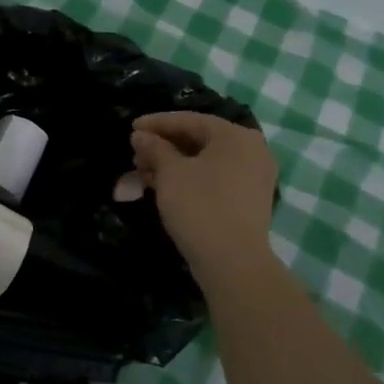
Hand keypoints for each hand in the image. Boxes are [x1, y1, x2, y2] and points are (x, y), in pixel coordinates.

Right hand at [131, 112, 277, 278]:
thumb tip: (140, 135)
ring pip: (204, 162)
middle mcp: (251, 151)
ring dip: (171, 165)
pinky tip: (162, 187)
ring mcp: (253, 178)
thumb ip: (154, 148)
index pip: (190, 120)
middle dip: (162, 146)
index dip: (157, 123)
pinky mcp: (248, 201)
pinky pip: (213, 179)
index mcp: (236, 136)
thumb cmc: (200, 206)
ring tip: (141, 173)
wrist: (233, 262)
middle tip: (134, 154)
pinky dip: (188, 179)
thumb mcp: (170, 173)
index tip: (131, 127)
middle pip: (198, 140)